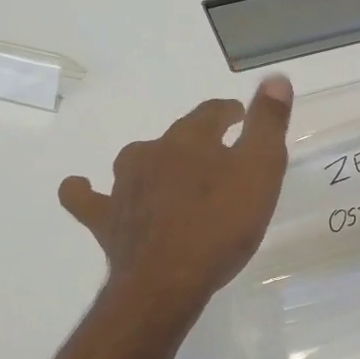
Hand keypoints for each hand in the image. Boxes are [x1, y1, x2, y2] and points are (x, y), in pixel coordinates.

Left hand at [59, 77, 293, 311]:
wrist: (167, 280)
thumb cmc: (222, 224)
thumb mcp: (261, 170)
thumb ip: (268, 123)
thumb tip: (275, 78)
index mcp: (192, 138)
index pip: (212, 112)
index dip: (229, 112)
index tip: (240, 117)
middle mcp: (153, 151)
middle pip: (177, 136)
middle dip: (197, 141)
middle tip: (217, 158)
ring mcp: (124, 185)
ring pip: (138, 160)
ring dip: (154, 163)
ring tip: (170, 178)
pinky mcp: (105, 218)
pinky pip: (85, 197)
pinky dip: (85, 191)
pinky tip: (84, 189)